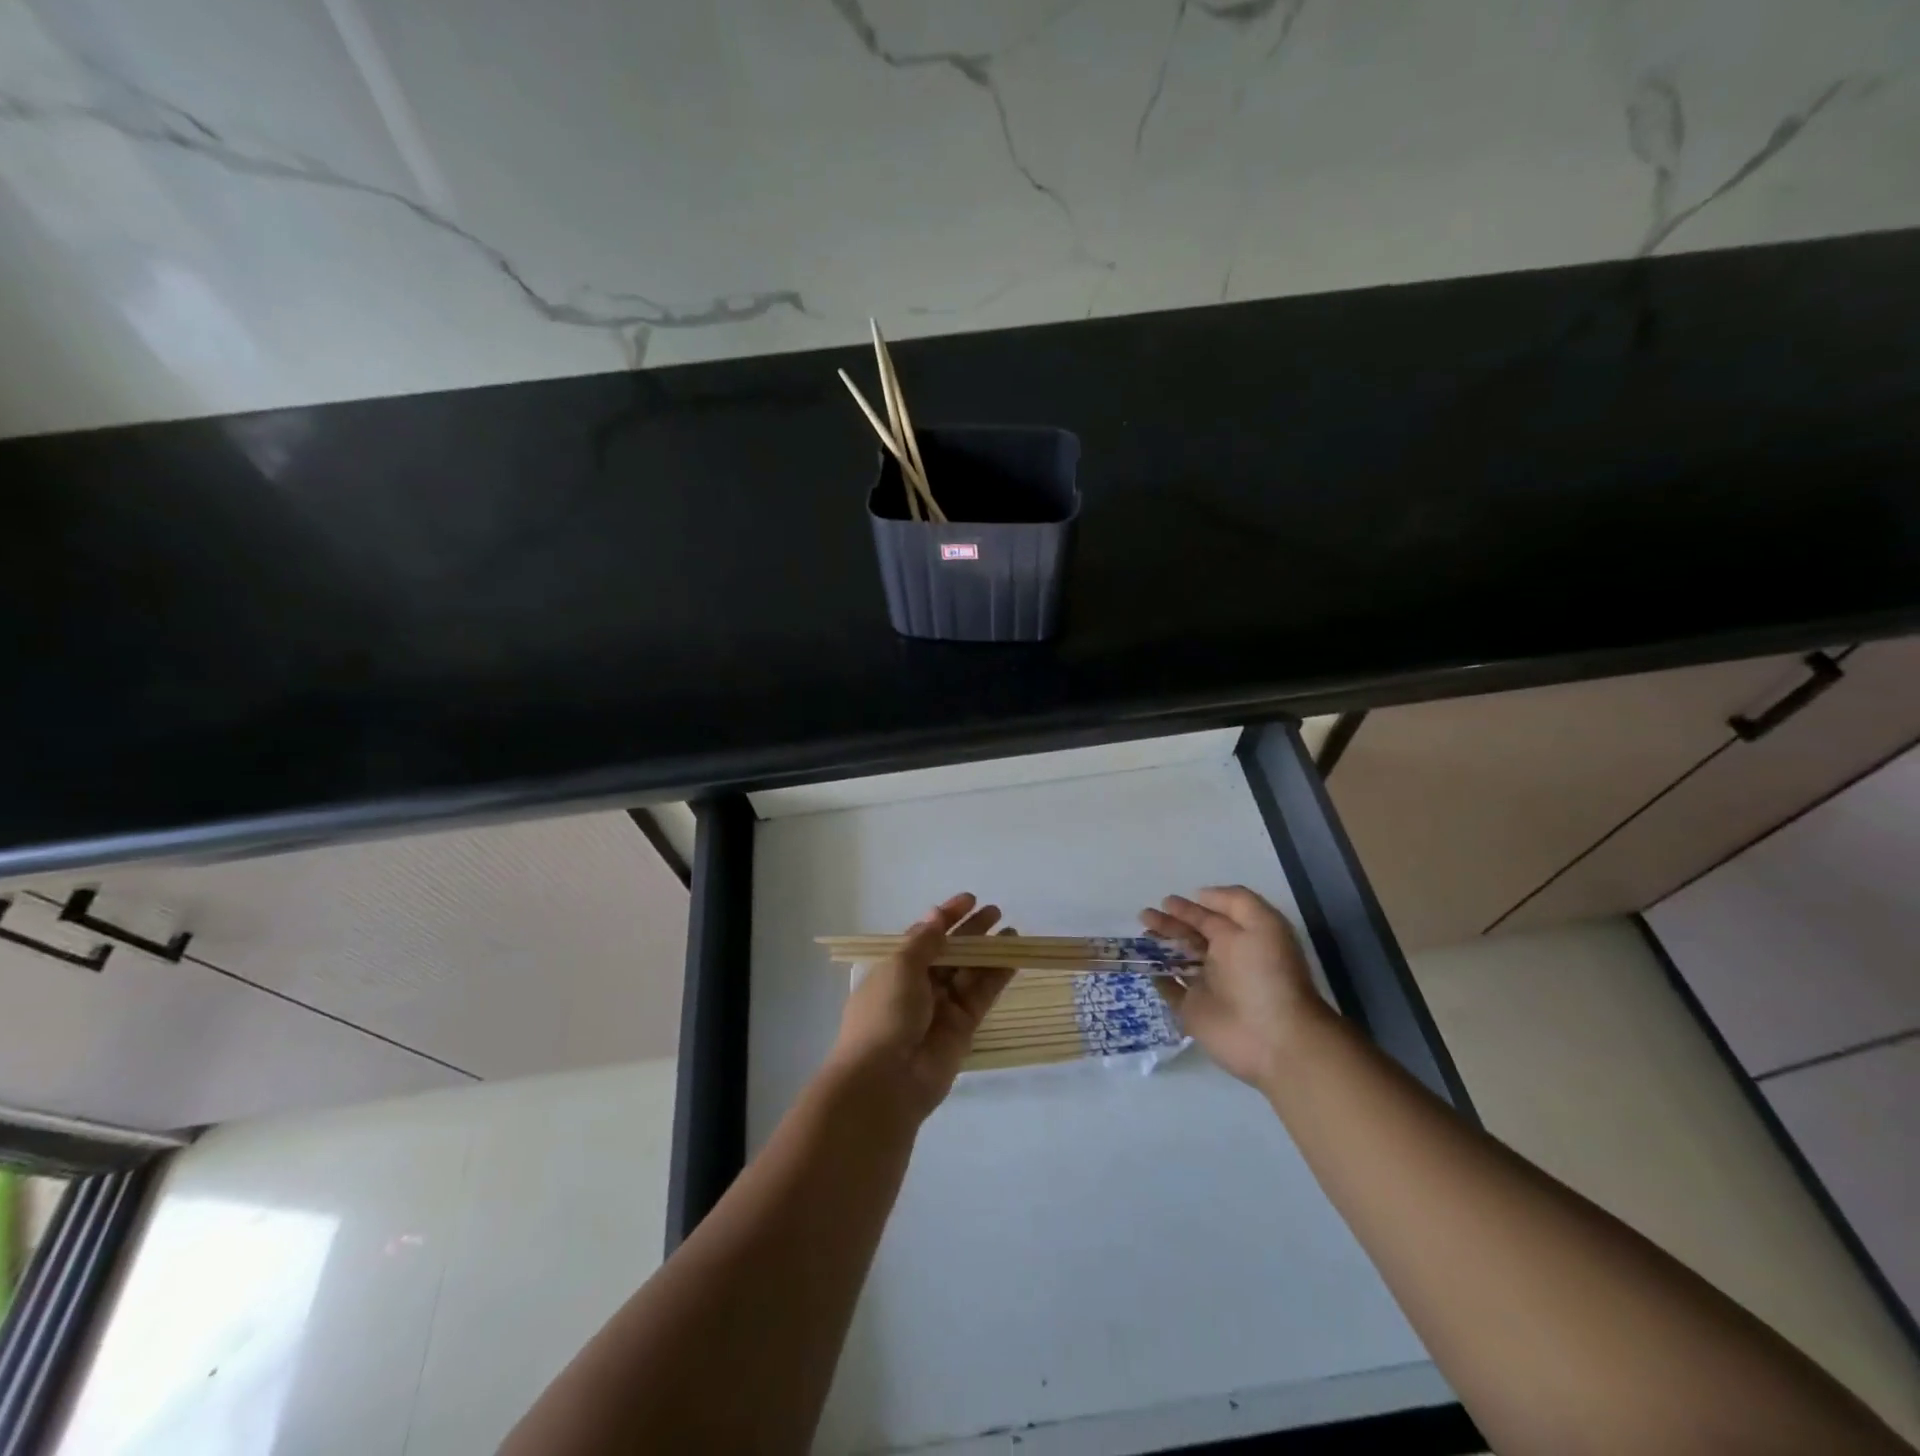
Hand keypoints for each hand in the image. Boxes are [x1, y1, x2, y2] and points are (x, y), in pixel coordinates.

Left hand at [826, 892, 1016, 1121]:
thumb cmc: (885, 1015)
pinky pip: (982, 994)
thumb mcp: (900, 968)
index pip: (924, 936)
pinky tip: (1013, 957)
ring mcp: (942, 1007)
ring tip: (1012, 931)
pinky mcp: (963, 1027)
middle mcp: (919, 985)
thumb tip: (936, 914)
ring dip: (989, 951)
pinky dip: (997, 975)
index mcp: (895, 968)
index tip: (969, 899)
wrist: (886, 1080)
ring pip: (970, 971)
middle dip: (971, 931)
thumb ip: (924, 942)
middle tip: (996, 911)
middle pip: (950, 952)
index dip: (946, 916)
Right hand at [1141, 886, 1328, 1091]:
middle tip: (1145, 916)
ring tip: (1141, 936)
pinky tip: (1142, 963)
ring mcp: (1206, 986)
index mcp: (1241, 939)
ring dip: (1159, 946)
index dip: (1189, 908)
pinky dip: (1156, 977)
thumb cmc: (1266, 975)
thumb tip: (1199, 896)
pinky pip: (1169, 989)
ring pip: (1178, 960)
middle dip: (1169, 923)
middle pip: (1191, 936)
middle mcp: (1223, 960)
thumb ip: (1234, 901)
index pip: (1210, 918)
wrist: (1273, 1037)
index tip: (1166, 901)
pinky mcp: (1191, 1010)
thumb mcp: (1263, 924)